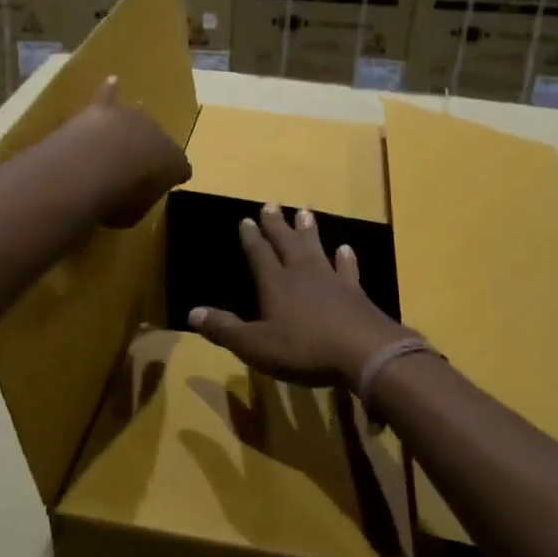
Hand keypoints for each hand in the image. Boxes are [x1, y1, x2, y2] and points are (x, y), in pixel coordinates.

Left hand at [70, 78, 190, 228]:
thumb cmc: (118, 199)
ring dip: (130, 129)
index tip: (168, 183)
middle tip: (134, 169)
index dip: (173, 175)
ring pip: (134, 121)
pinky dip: (110, 91)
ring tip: (124, 138)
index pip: (180, 167)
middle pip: (156, 141)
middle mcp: (158, 134)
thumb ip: (138, 201)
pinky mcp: (102, 111)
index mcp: (174, 162)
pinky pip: (108, 97)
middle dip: (148, 151)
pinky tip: (112, 81)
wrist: (92, 167)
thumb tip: (132, 197)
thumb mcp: (134, 212)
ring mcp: (130, 119)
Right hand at [189, 203, 408, 387]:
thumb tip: (192, 312)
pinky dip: (346, 259)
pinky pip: (348, 269)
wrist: (364, 352)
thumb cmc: (304, 349)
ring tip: (304, 211)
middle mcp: (301, 273)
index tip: (246, 219)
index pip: (259, 253)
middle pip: (286, 242)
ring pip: (315, 248)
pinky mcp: (355, 293)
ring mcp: (331, 280)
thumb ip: (225, 329)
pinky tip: (346, 248)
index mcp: (275, 284)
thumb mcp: (256, 345)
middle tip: (271, 204)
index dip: (251, 237)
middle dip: (276, 224)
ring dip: (308, 230)